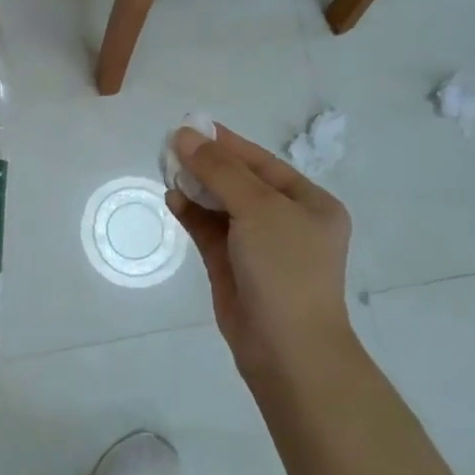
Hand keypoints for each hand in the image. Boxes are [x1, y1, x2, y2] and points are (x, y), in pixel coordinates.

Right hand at [166, 124, 355, 377]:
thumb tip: (184, 135)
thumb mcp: (258, 209)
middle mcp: (286, 221)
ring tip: (165, 169)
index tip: (190, 126)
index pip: (262, 163)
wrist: (287, 348)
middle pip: (240, 182)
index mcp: (309, 203)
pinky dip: (191, 214)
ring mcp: (258, 246)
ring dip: (196, 188)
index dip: (226, 144)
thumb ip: (220, 170)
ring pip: (221, 206)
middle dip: (206, 165)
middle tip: (169, 147)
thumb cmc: (284, 269)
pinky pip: (209, 231)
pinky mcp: (233, 268)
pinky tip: (172, 198)